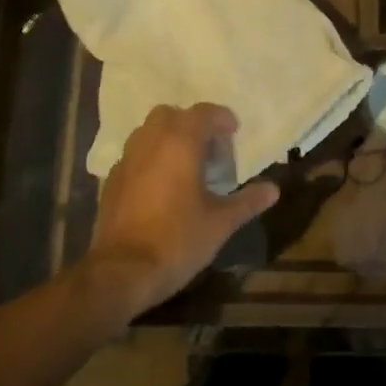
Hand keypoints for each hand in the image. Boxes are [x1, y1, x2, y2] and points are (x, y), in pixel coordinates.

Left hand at [85, 103, 280, 318]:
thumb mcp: (220, 223)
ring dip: (168, 138)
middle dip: (191, 124)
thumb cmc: (178, 240)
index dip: (222, 118)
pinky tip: (159, 186)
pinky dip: (149, 159)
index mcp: (181, 142)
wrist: (122, 272)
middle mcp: (151, 141)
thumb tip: (273, 189)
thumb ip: (247, 201)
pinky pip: (134, 155)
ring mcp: (127, 159)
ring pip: (148, 131)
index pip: (204, 113)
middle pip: (172, 114)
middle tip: (208, 148)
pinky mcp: (111, 180)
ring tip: (184, 164)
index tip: (234, 133)